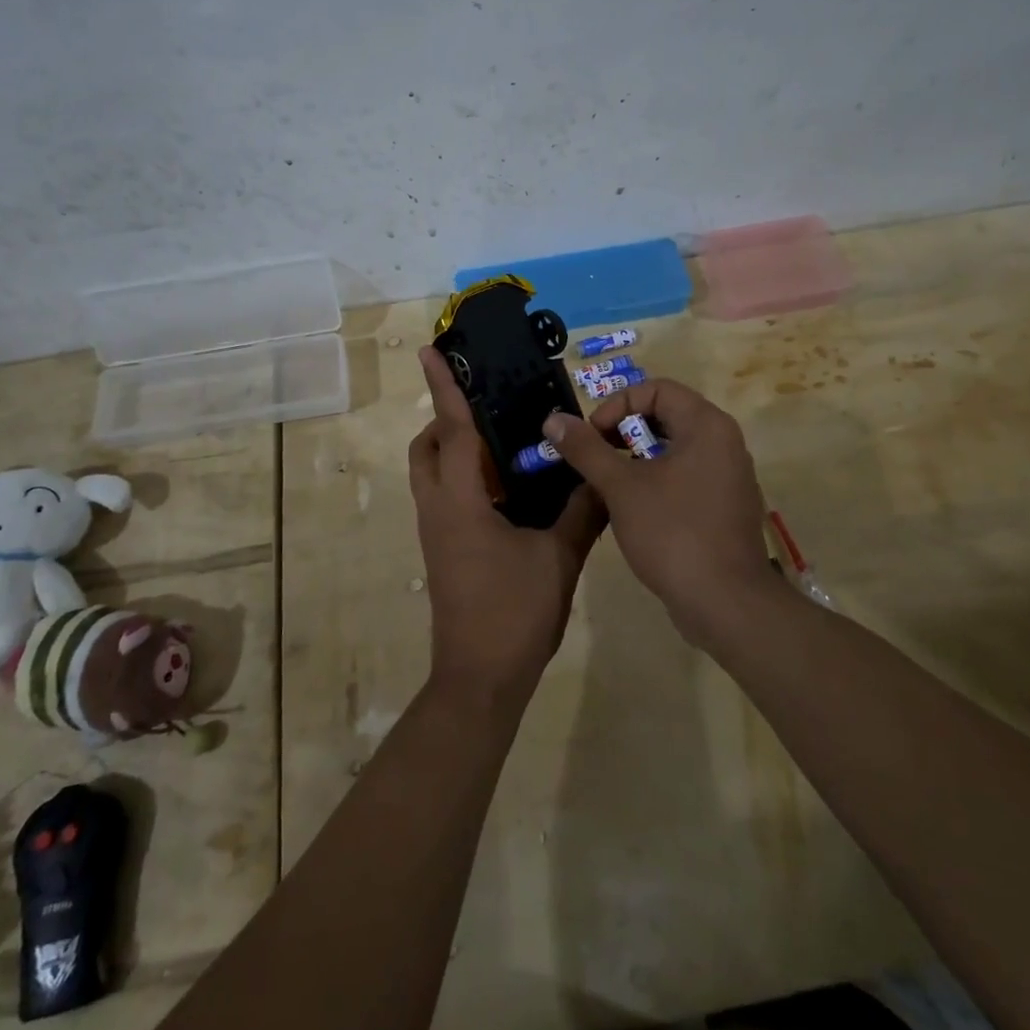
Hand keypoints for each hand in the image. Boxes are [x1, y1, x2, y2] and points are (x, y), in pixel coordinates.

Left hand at [408, 347, 607, 708]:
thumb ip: (583, 510)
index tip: (431, 350)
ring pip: (432, 473)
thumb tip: (602, 474)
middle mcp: (438, 508)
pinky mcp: (444, 550)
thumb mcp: (559, 557)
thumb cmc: (514, 612)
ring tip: (505, 444)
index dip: (444, 387)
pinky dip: (466, 478)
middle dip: (446, 419)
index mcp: (459, 501)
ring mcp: (437, 531)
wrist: (481, 679)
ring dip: (455, 450)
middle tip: (488, 409)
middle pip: (427, 448)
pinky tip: (509, 488)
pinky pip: (446, 496)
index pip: (453, 430)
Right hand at [542, 379, 772, 644]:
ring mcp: (728, 476)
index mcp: (706, 425)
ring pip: (674, 449)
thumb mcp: (621, 487)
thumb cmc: (673, 533)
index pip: (657, 389)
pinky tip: (632, 509)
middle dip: (623, 432)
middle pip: (666, 415)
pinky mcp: (724, 506)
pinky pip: (686, 476)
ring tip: (607, 484)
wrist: (726, 604)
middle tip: (595, 458)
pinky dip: (656, 480)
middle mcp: (724, 442)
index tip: (592, 437)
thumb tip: (554, 419)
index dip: (617, 405)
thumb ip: (586, 449)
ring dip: (636, 458)